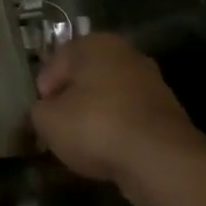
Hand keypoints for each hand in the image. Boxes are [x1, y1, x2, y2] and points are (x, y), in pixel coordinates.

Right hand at [31, 34, 205, 205]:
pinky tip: (108, 155)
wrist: (161, 161)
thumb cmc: (96, 126)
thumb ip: (38, 111)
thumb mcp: (47, 120)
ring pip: (109, 99)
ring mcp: (151, 83)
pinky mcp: (166, 114)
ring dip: (95, 119)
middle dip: (71, 102)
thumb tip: (44, 113)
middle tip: (58, 130)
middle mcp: (125, 55)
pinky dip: (117, 133)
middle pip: (85, 79)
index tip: (40, 117)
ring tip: (83, 147)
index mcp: (95, 44)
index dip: (43, 92)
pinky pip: (129, 120)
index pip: (56, 63)